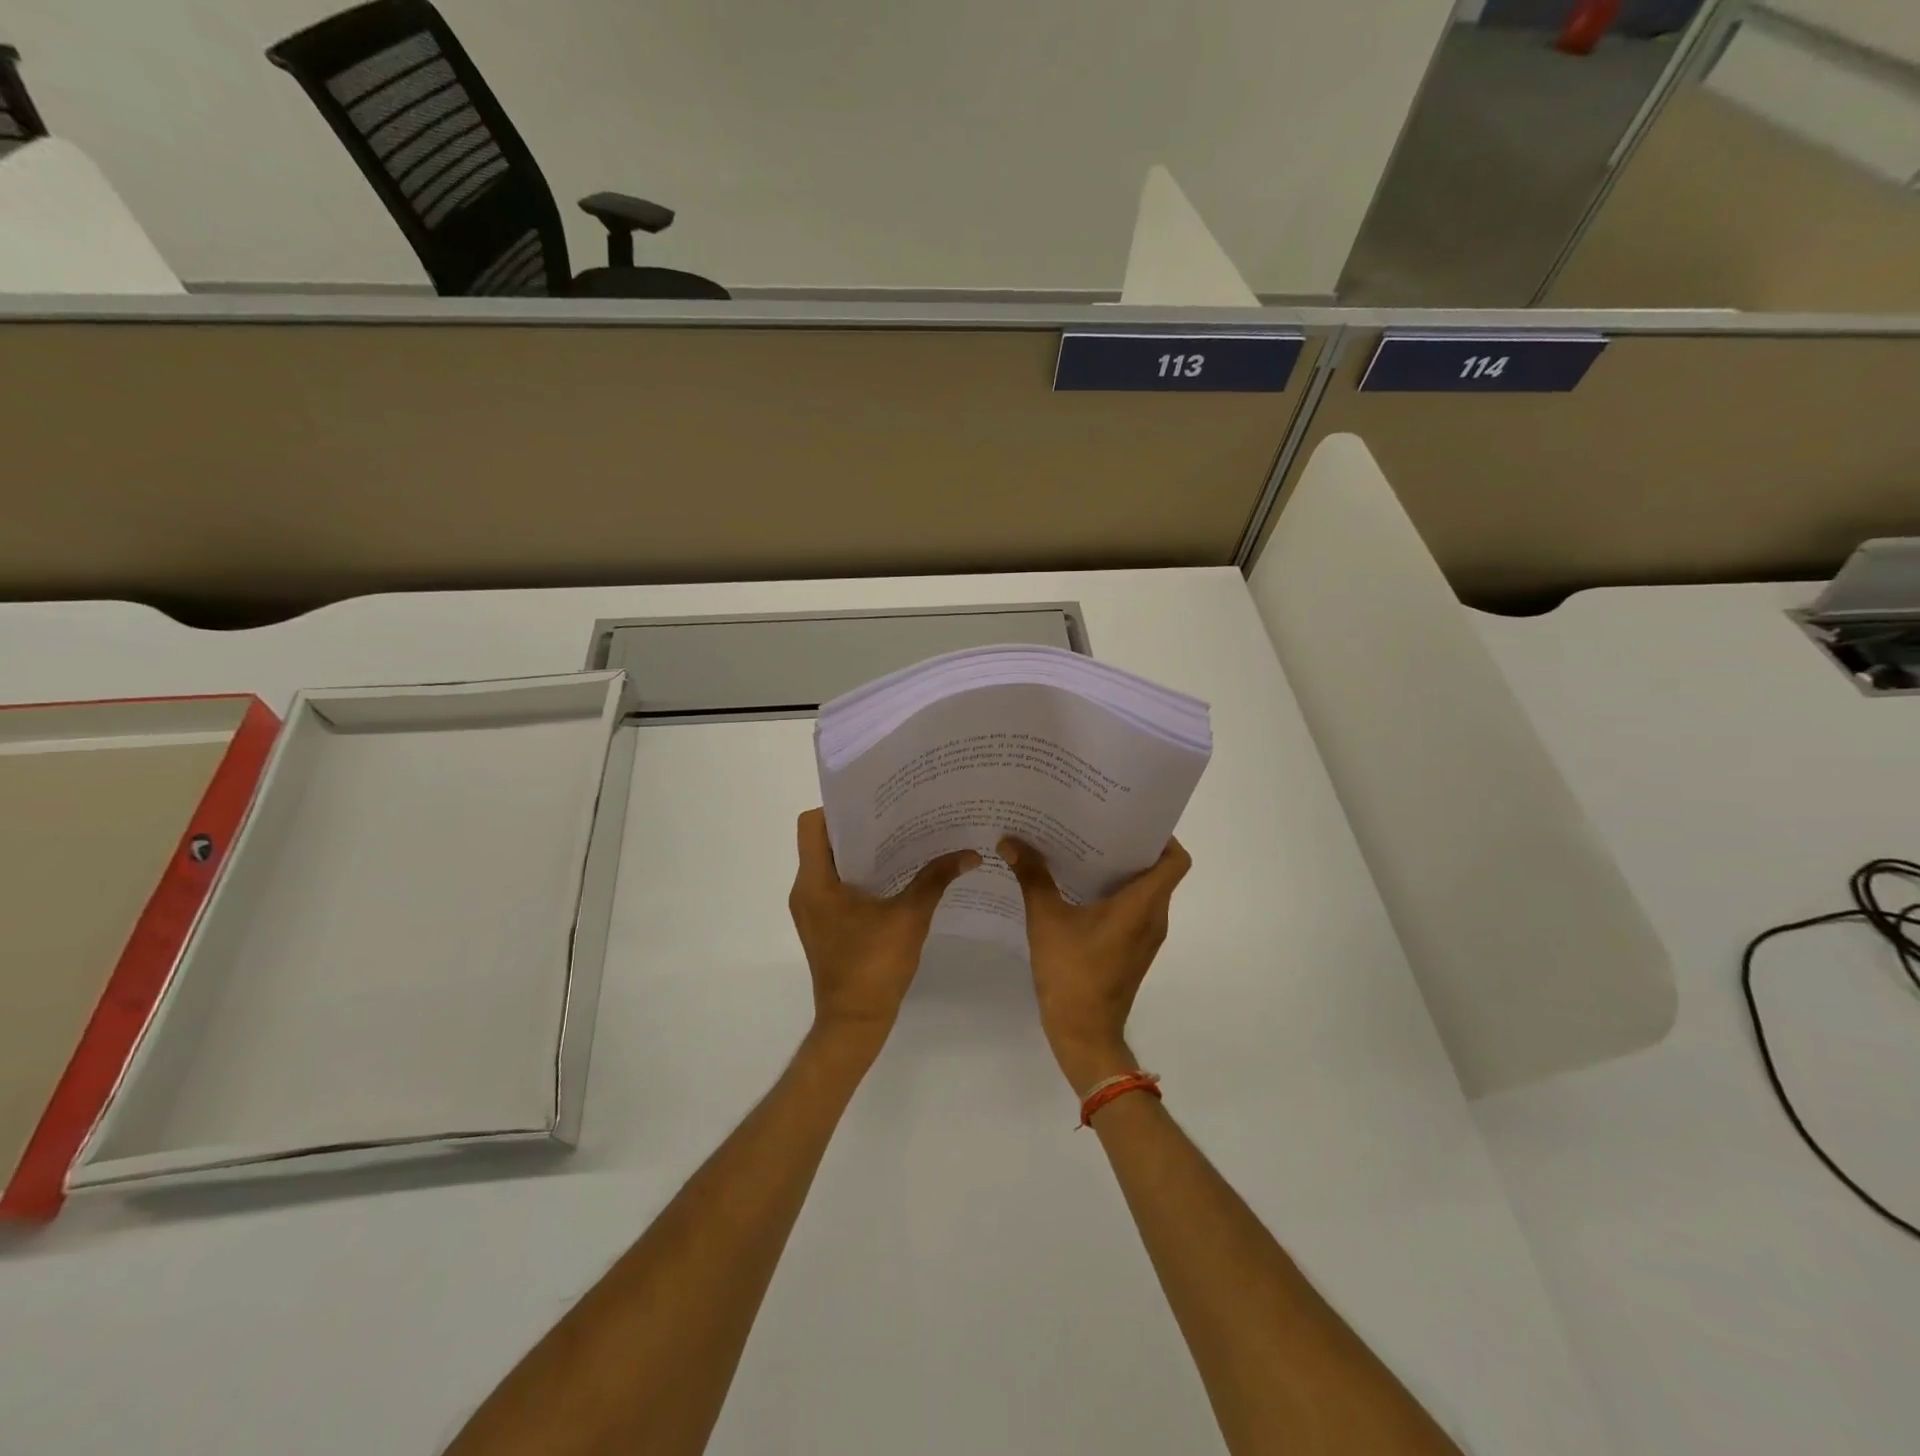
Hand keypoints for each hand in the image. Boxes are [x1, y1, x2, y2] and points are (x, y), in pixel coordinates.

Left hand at [789, 809, 979, 1042]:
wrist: (855, 1023)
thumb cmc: (874, 967)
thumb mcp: (910, 918)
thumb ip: (935, 880)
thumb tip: (970, 853)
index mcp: (815, 882)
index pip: (812, 824)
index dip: (839, 808)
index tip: (874, 801)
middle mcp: (806, 889)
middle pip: (822, 840)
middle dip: (858, 825)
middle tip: (897, 812)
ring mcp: (812, 908)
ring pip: (830, 862)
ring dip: (860, 850)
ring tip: (900, 836)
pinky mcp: (823, 923)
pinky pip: (836, 884)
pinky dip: (859, 873)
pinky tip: (895, 872)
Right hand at [1000, 836, 1191, 1093]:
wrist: (1083, 1034)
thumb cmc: (1071, 973)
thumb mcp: (1046, 920)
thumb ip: (1032, 877)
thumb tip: (1010, 841)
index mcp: (1143, 904)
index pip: (1175, 860)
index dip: (1162, 835)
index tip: (1130, 818)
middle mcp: (1153, 916)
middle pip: (1158, 870)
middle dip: (1131, 845)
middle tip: (1096, 822)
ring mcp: (1145, 936)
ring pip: (1144, 890)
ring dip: (1120, 869)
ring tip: (1083, 847)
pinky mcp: (1132, 949)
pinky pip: (1132, 909)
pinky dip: (1114, 892)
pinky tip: (1078, 885)